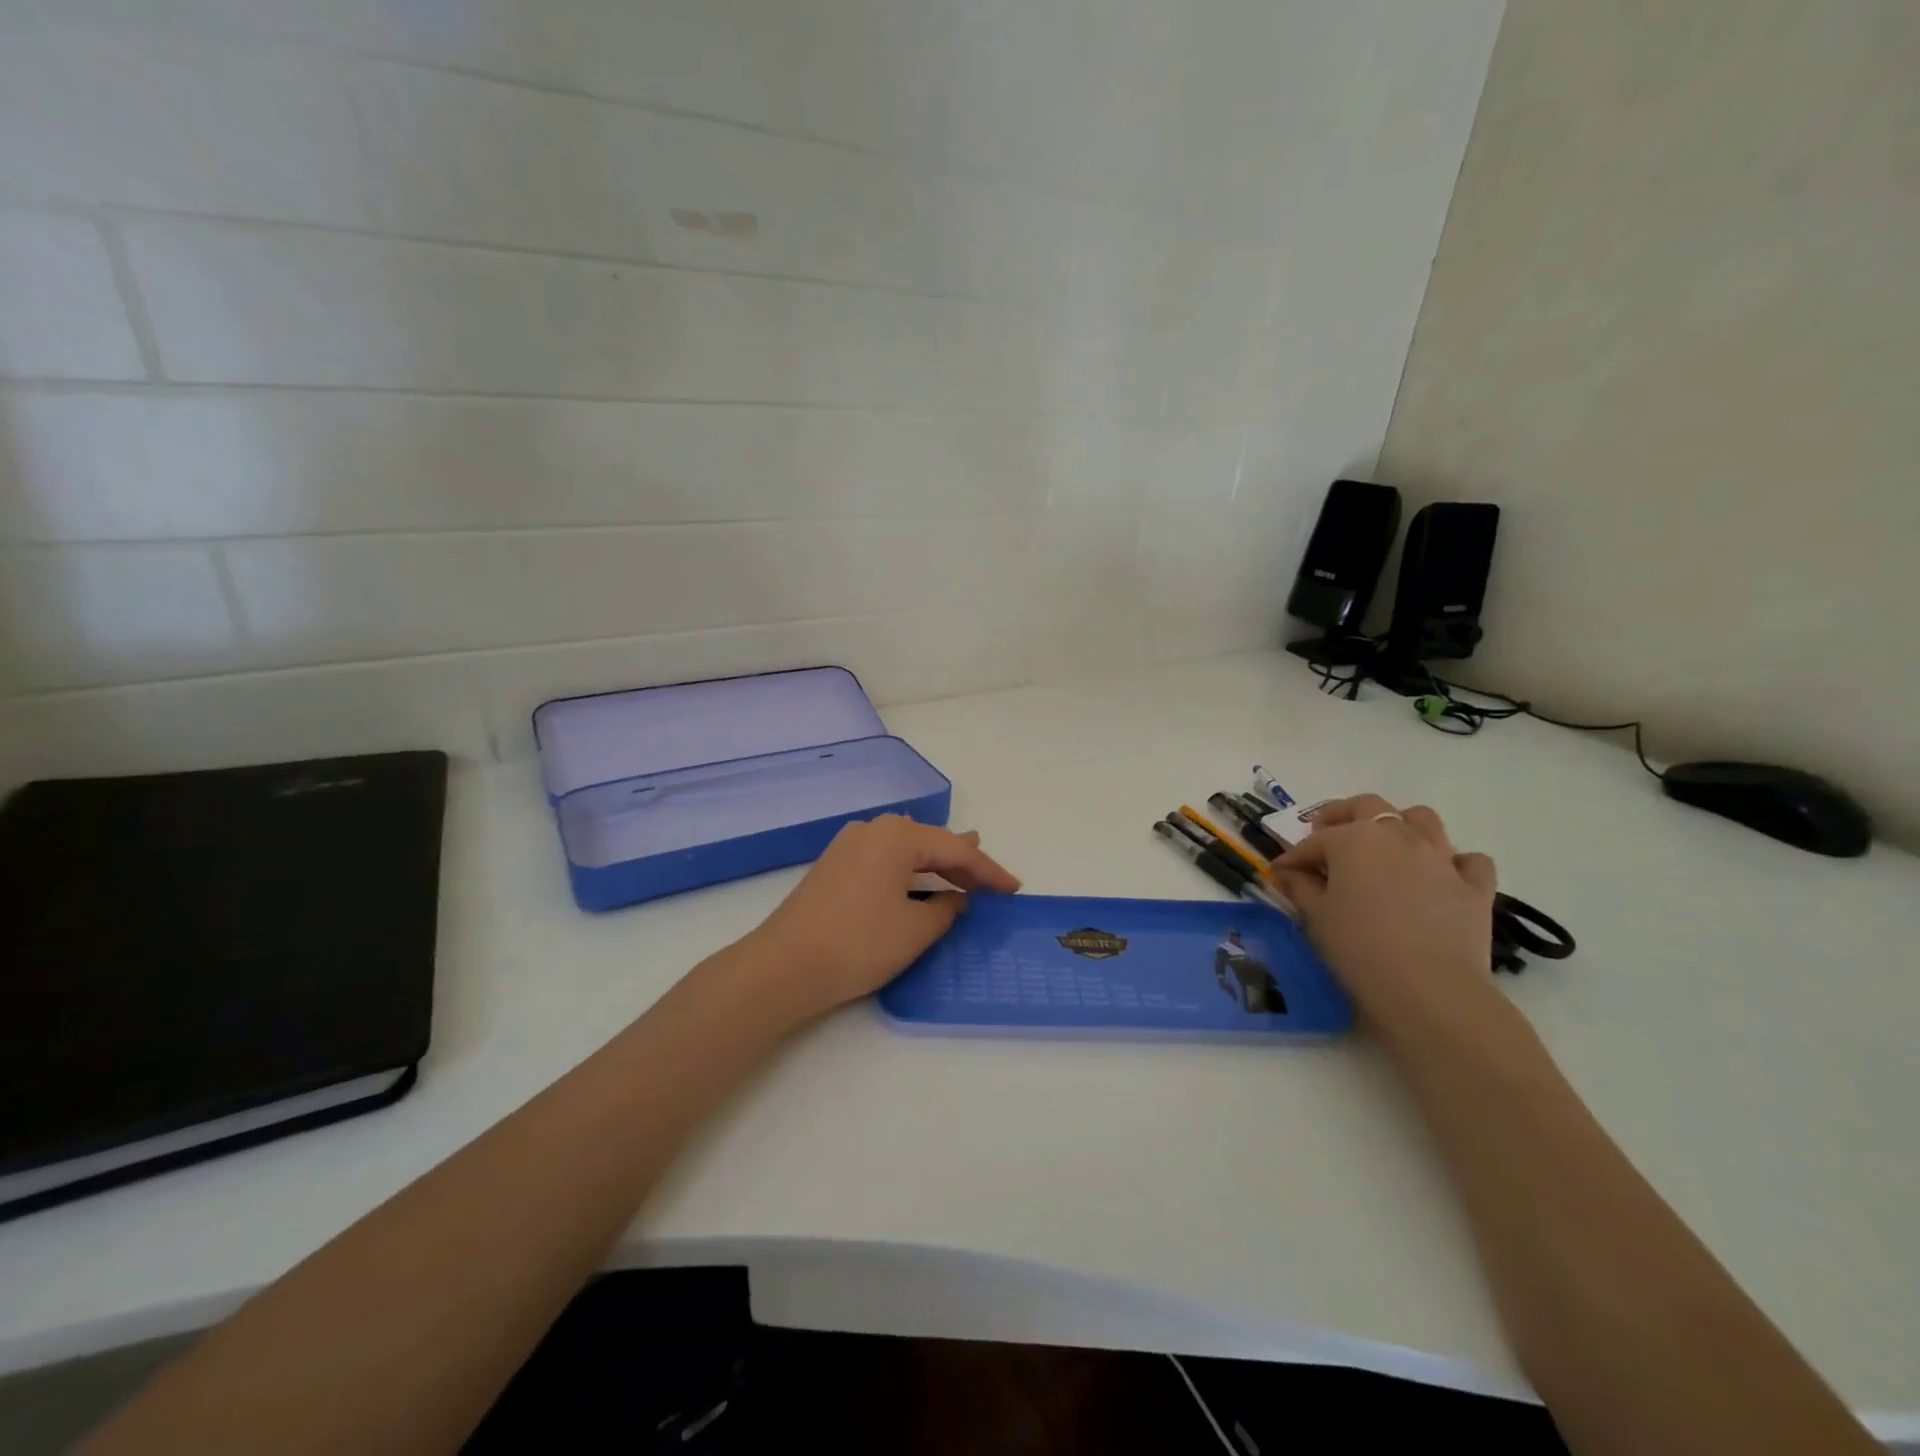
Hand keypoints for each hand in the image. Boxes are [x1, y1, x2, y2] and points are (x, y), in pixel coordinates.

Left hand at [740, 814, 1020, 1017]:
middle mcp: (873, 830)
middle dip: (962, 862)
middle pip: (929, 843)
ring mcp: (849, 846)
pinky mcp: (834, 866)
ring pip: (905, 849)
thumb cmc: (858, 944)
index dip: (988, 872)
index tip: (1014, 890)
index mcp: (897, 836)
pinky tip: (918, 881)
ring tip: (963, 866)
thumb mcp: (915, 930)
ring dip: (934, 864)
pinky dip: (909, 872)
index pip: (955, 851)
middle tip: (992, 877)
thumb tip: (954, 900)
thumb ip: (945, 910)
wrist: (783, 967)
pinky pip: (885, 860)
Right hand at [1270, 795, 1499, 1038]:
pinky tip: (1440, 878)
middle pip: (1368, 807)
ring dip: (1401, 826)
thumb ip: (1300, 887)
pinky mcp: (1474, 886)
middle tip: (1328, 836)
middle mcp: (1397, 836)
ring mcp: (1441, 857)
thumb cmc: (1358, 947)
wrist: (1428, 988)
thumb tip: (1290, 873)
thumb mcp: (1316, 916)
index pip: (1315, 841)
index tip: (1281, 873)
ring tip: (1387, 847)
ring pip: (1422, 819)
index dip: (1294, 857)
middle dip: (1343, 816)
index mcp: (1353, 839)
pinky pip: (1468, 860)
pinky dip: (1453, 862)